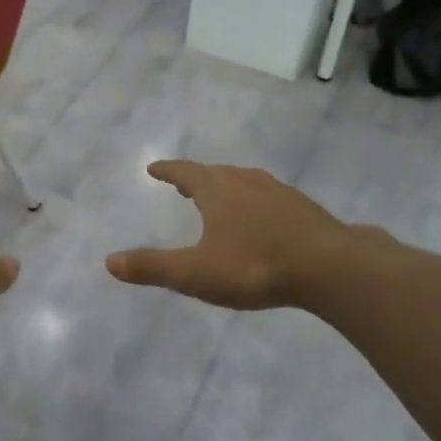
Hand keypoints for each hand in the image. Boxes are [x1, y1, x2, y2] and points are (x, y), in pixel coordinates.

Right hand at [106, 161, 354, 310]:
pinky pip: (267, 197)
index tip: (153, 168)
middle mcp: (245, 180)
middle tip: (182, 184)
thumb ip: (152, 267)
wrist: (330, 267)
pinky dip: (253, 202)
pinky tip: (260, 219)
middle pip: (214, 173)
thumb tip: (109, 262)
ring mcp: (277, 191)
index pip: (184, 171)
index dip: (167, 170)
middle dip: (195, 178)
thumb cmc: (254, 265)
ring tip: (219, 198)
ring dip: (226, 187)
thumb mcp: (195, 273)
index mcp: (216, 189)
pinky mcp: (302, 207)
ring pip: (243, 182)